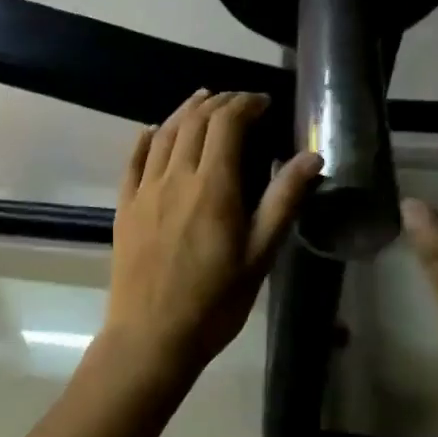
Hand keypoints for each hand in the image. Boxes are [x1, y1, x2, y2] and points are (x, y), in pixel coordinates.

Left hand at [105, 91, 322, 374]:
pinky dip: (146, 139)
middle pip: (194, 122)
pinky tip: (151, 132)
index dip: (245, 104)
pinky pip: (133, 160)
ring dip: (184, 113)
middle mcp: (175, 177)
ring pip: (162, 135)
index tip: (263, 103)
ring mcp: (144, 190)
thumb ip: (284, 201)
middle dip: (218, 103)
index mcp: (213, 186)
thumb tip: (313, 156)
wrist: (151, 334)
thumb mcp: (260, 255)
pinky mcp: (124, 207)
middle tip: (237, 102)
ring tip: (201, 102)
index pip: (227, 124)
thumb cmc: (214, 301)